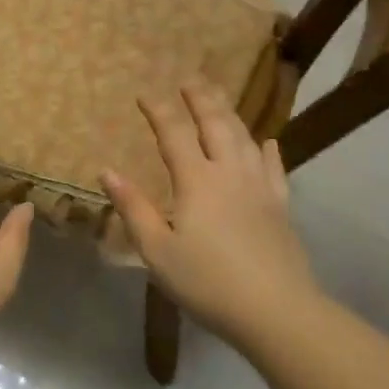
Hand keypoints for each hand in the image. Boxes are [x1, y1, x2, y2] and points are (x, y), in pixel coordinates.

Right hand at [101, 82, 320, 344]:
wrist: (276, 310)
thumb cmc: (207, 281)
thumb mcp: (157, 250)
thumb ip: (133, 208)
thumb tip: (107, 171)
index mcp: (197, 181)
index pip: (175, 134)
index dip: (159, 110)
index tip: (146, 92)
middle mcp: (230, 173)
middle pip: (215, 124)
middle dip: (200, 99)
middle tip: (190, 78)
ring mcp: (260, 187)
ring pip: (244, 138)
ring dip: (230, 113)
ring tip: (219, 97)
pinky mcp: (281, 206)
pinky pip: (275, 168)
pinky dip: (268, 150)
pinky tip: (266, 141)